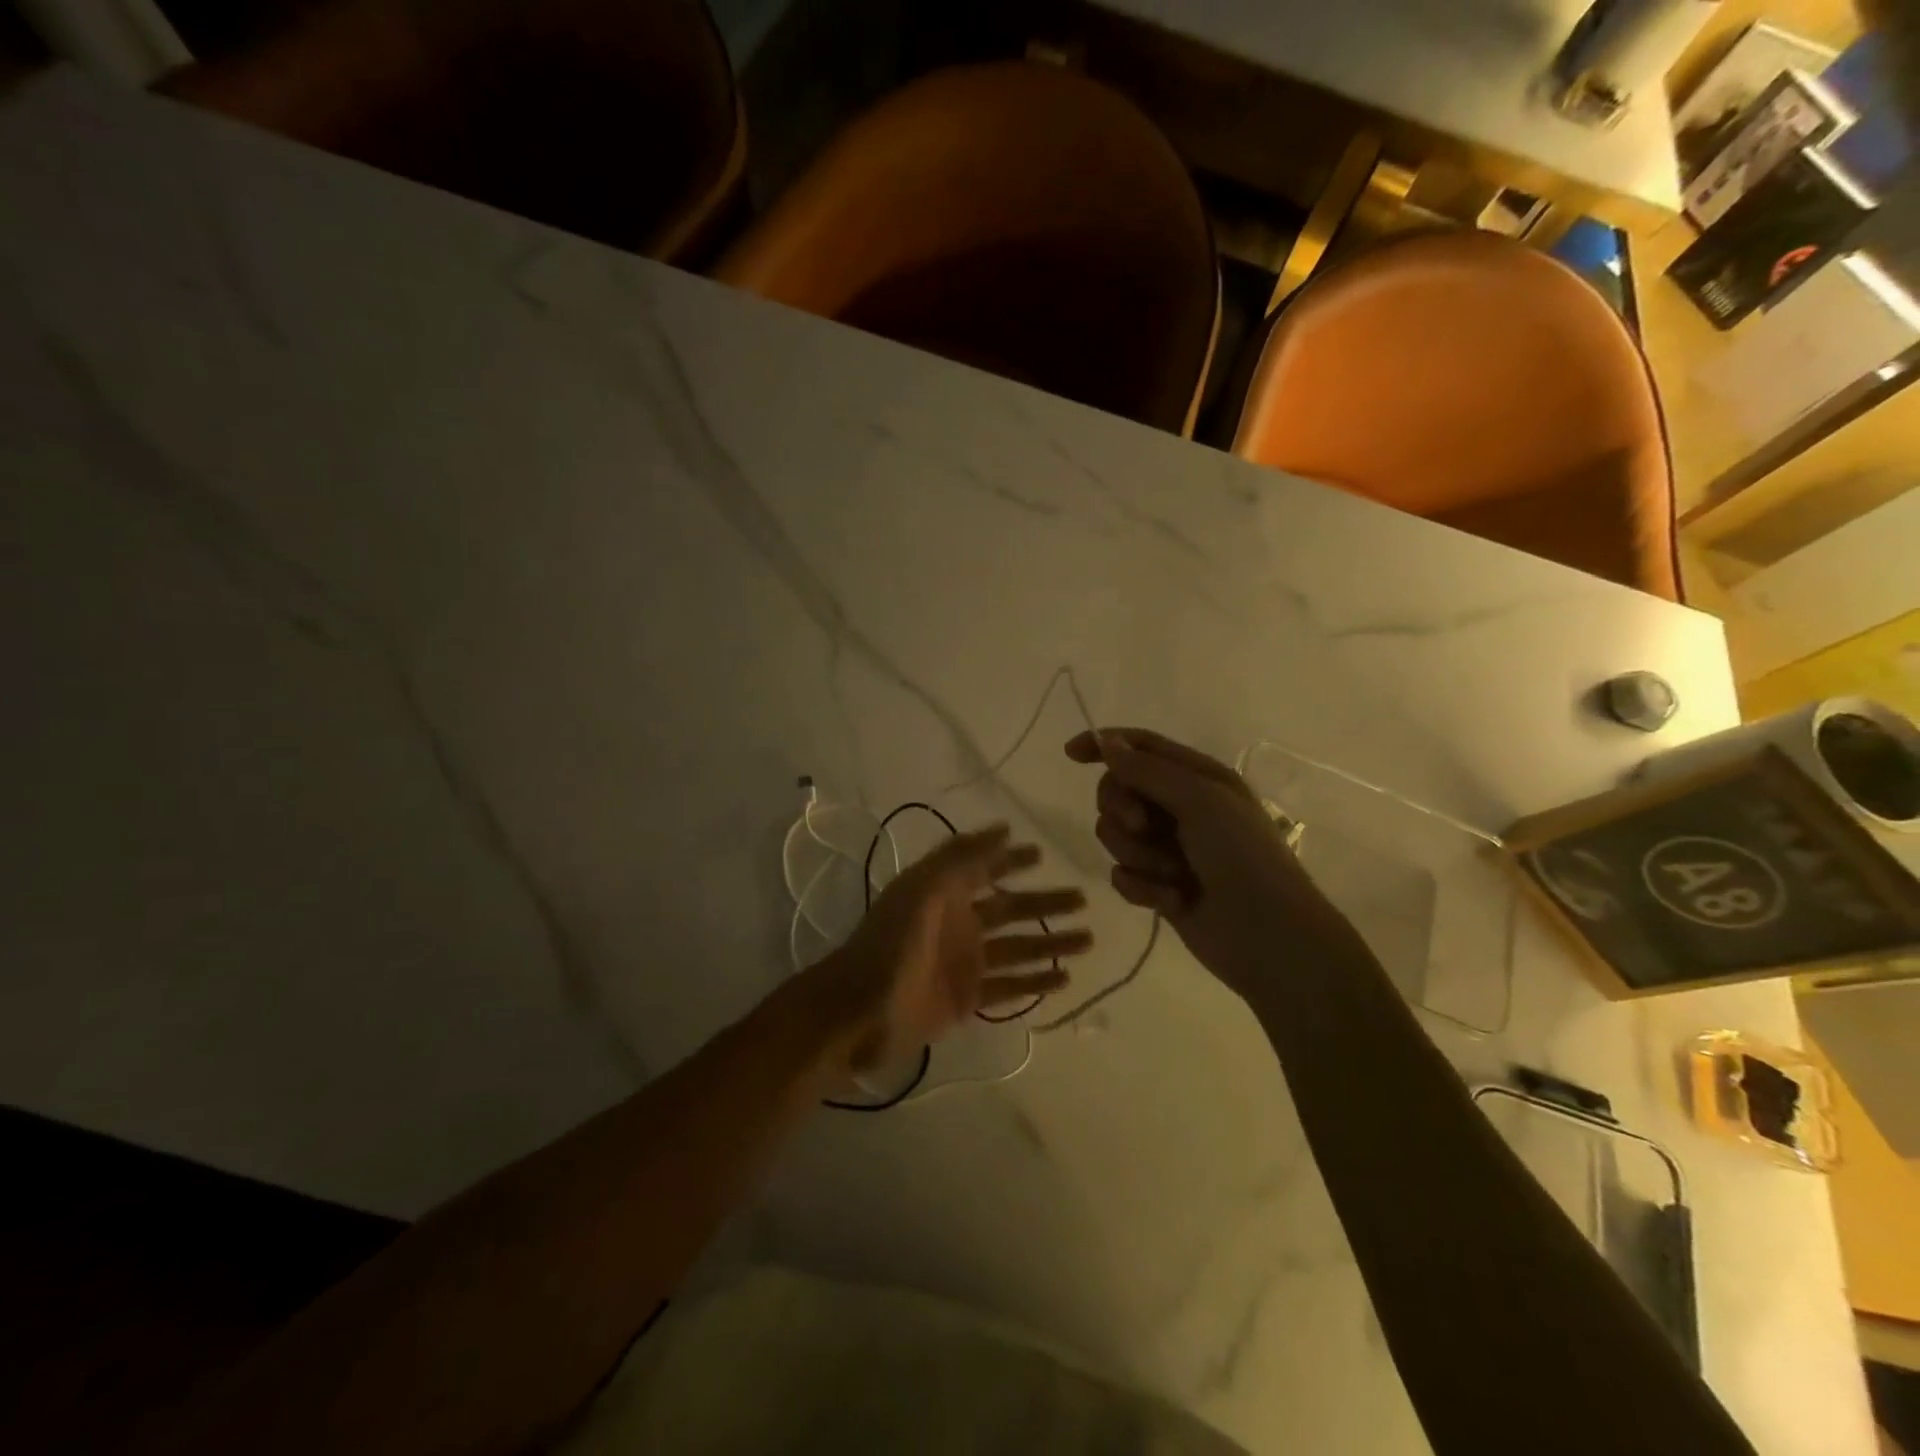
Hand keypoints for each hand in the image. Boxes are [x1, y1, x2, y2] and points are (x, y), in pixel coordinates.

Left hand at [807, 824, 1091, 1075]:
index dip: (1011, 860)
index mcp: (944, 894)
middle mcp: (958, 924)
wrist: (859, 1011)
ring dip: (1051, 943)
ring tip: (1087, 939)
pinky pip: (1010, 987)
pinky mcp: (968, 999)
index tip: (1042, 853)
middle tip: (1083, 899)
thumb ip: (962, 858)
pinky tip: (1064, 978)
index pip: (985, 869)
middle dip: (1045, 903)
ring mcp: (965, 963)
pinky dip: (1036, 982)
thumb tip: (1004, 828)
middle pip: (1011, 909)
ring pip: (1018, 948)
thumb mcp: (923, 889)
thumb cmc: (891, 944)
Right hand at [1065, 729, 1357, 999]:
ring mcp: (1167, 848)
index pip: (1140, 746)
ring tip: (1171, 873)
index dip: (1104, 744)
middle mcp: (1180, 807)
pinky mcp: (1157, 885)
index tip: (1071, 754)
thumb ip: (1147, 770)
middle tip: (1143, 826)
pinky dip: (1141, 886)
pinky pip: (1121, 874)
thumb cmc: (1242, 857)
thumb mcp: (1199, 801)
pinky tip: (1170, 900)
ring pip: (1114, 835)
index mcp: (1197, 777)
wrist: (1269, 937)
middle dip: (1122, 809)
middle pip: (1118, 790)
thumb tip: (1106, 741)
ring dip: (1137, 854)